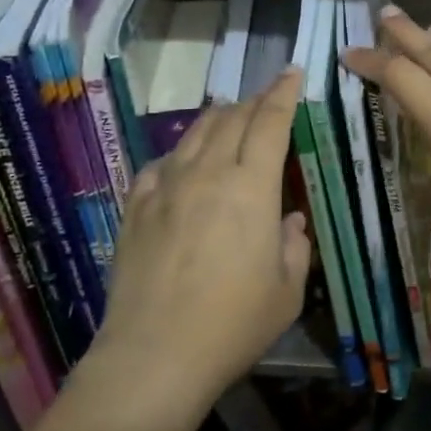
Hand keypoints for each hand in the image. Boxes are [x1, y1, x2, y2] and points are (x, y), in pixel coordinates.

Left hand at [89, 68, 310, 419]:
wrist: (153, 357)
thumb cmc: (232, 325)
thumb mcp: (286, 291)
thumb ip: (294, 246)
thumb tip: (288, 221)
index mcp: (250, 187)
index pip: (269, 122)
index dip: (283, 93)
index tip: (292, 73)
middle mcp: (207, 174)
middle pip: (232, 119)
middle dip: (254, 101)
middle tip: (267, 99)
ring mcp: (165, 188)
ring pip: (194, 133)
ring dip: (218, 118)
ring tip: (229, 116)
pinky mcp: (135, 208)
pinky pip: (159, 165)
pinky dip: (179, 154)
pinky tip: (182, 164)